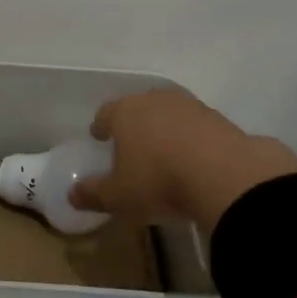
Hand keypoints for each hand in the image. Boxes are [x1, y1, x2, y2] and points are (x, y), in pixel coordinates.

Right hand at [68, 88, 296, 232]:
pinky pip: (196, 127)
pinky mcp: (219, 119)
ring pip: (169, 114)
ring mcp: (190, 106)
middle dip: (133, 124)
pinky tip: (193, 158)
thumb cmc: (159, 181)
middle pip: (138, 108)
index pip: (106, 113)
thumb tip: (71, 194)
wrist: (225, 175)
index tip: (99, 137)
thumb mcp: (119, 197)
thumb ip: (93, 193)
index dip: (101, 126)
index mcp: (125, 112)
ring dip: (164, 129)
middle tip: (131, 144)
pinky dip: (191, 138)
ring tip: (164, 151)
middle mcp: (155, 100)